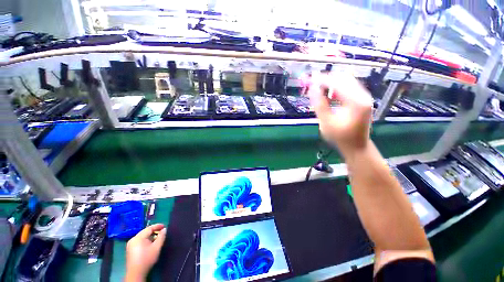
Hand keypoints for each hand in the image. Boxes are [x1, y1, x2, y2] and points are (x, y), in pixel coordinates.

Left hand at [125, 224, 166, 281]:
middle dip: (154, 231)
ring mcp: (130, 244)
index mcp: (138, 238)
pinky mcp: (130, 249)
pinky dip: (146, 240)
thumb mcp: (157, 247)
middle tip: (161, 232)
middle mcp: (133, 239)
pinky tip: (150, 244)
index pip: (149, 228)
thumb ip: (161, 237)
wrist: (136, 273)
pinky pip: (139, 241)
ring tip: (157, 238)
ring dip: (150, 236)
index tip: (164, 226)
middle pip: (145, 232)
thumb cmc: (147, 259)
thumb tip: (164, 229)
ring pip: (142, 236)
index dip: (157, 226)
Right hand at [308, 72, 372, 155]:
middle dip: (327, 79)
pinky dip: (336, 88)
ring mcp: (364, 97)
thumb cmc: (340, 137)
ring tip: (318, 90)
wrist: (356, 147)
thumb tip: (312, 89)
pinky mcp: (361, 100)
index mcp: (356, 101)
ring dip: (331, 83)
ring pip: (346, 81)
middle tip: (313, 84)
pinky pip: (348, 88)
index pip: (338, 83)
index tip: (309, 80)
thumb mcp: (326, 122)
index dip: (322, 80)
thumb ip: (319, 105)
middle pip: (344, 78)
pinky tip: (328, 95)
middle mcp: (363, 95)